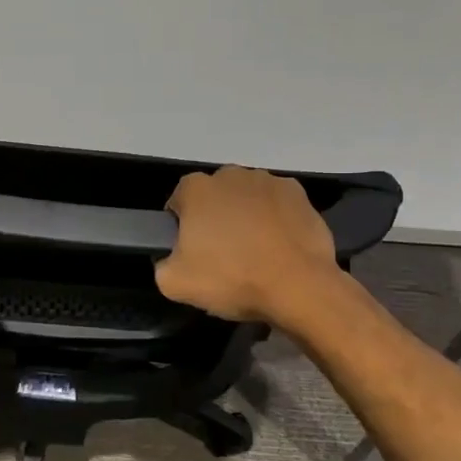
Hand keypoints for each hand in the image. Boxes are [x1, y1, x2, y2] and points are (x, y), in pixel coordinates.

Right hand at [155, 166, 340, 325]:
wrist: (298, 286)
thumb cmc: (232, 279)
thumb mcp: (174, 284)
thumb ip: (162, 264)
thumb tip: (171, 258)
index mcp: (196, 189)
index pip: (178, 202)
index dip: (181, 228)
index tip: (191, 252)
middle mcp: (231, 174)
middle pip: (214, 196)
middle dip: (215, 218)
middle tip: (222, 254)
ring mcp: (268, 180)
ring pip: (246, 198)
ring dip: (245, 217)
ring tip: (255, 253)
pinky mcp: (298, 194)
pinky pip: (276, 205)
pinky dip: (275, 220)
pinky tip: (278, 246)